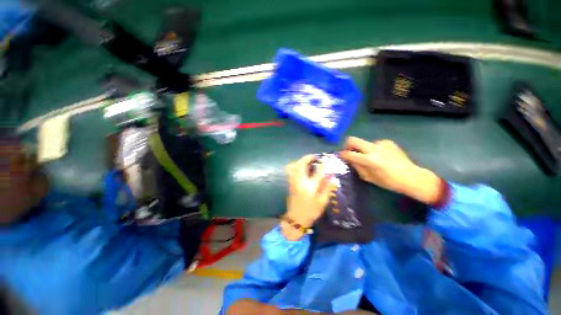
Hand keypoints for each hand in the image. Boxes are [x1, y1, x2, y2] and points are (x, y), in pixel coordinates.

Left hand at [284, 155, 329, 239]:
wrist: (296, 218)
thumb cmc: (311, 211)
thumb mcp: (322, 202)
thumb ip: (327, 188)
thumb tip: (330, 176)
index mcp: (310, 187)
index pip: (317, 172)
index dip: (322, 165)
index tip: (325, 160)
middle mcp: (300, 182)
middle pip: (301, 165)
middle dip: (307, 158)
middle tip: (313, 156)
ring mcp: (293, 182)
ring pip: (294, 167)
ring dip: (301, 161)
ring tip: (308, 160)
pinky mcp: (290, 183)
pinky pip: (292, 171)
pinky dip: (296, 165)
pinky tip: (301, 166)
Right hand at [340, 137, 441, 204]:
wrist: (411, 176)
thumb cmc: (388, 181)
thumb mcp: (368, 177)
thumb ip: (357, 166)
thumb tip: (348, 159)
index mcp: (369, 159)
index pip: (349, 153)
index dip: (342, 154)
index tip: (340, 156)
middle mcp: (374, 148)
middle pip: (353, 140)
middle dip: (347, 145)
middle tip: (349, 151)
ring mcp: (381, 143)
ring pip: (364, 143)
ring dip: (363, 149)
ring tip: (369, 157)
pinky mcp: (388, 142)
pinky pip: (374, 144)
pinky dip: (373, 149)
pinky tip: (380, 156)